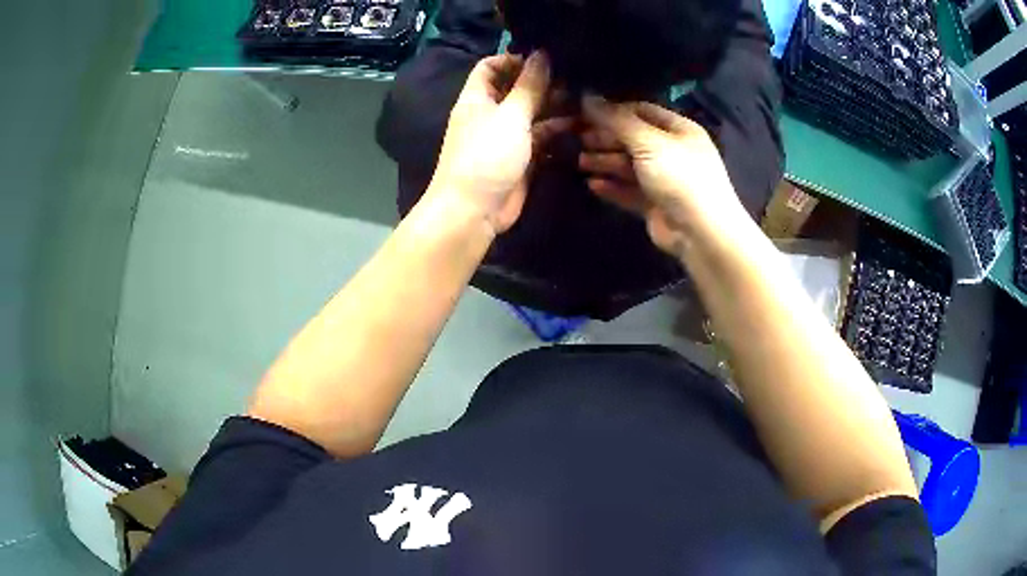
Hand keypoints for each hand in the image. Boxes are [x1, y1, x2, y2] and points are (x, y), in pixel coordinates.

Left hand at [429, 52, 570, 234]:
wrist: (474, 211)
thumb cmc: (486, 156)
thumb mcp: (510, 116)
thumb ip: (529, 86)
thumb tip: (542, 54)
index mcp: (478, 98)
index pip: (491, 67)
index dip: (514, 59)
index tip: (545, 59)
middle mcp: (491, 113)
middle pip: (517, 89)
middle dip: (543, 83)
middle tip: (575, 78)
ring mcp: (507, 136)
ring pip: (533, 114)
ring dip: (555, 107)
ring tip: (585, 99)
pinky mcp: (522, 157)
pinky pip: (541, 138)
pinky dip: (557, 131)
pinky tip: (581, 125)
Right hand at [580, 97, 750, 256]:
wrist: (702, 233)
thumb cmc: (680, 177)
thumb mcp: (648, 142)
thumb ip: (616, 120)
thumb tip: (587, 95)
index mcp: (679, 130)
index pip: (641, 111)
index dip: (613, 111)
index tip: (583, 113)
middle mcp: (673, 151)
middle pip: (633, 138)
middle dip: (605, 138)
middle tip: (577, 139)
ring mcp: (665, 180)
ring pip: (630, 166)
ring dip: (605, 162)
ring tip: (579, 162)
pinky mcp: (656, 205)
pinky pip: (630, 191)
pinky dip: (612, 187)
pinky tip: (592, 185)